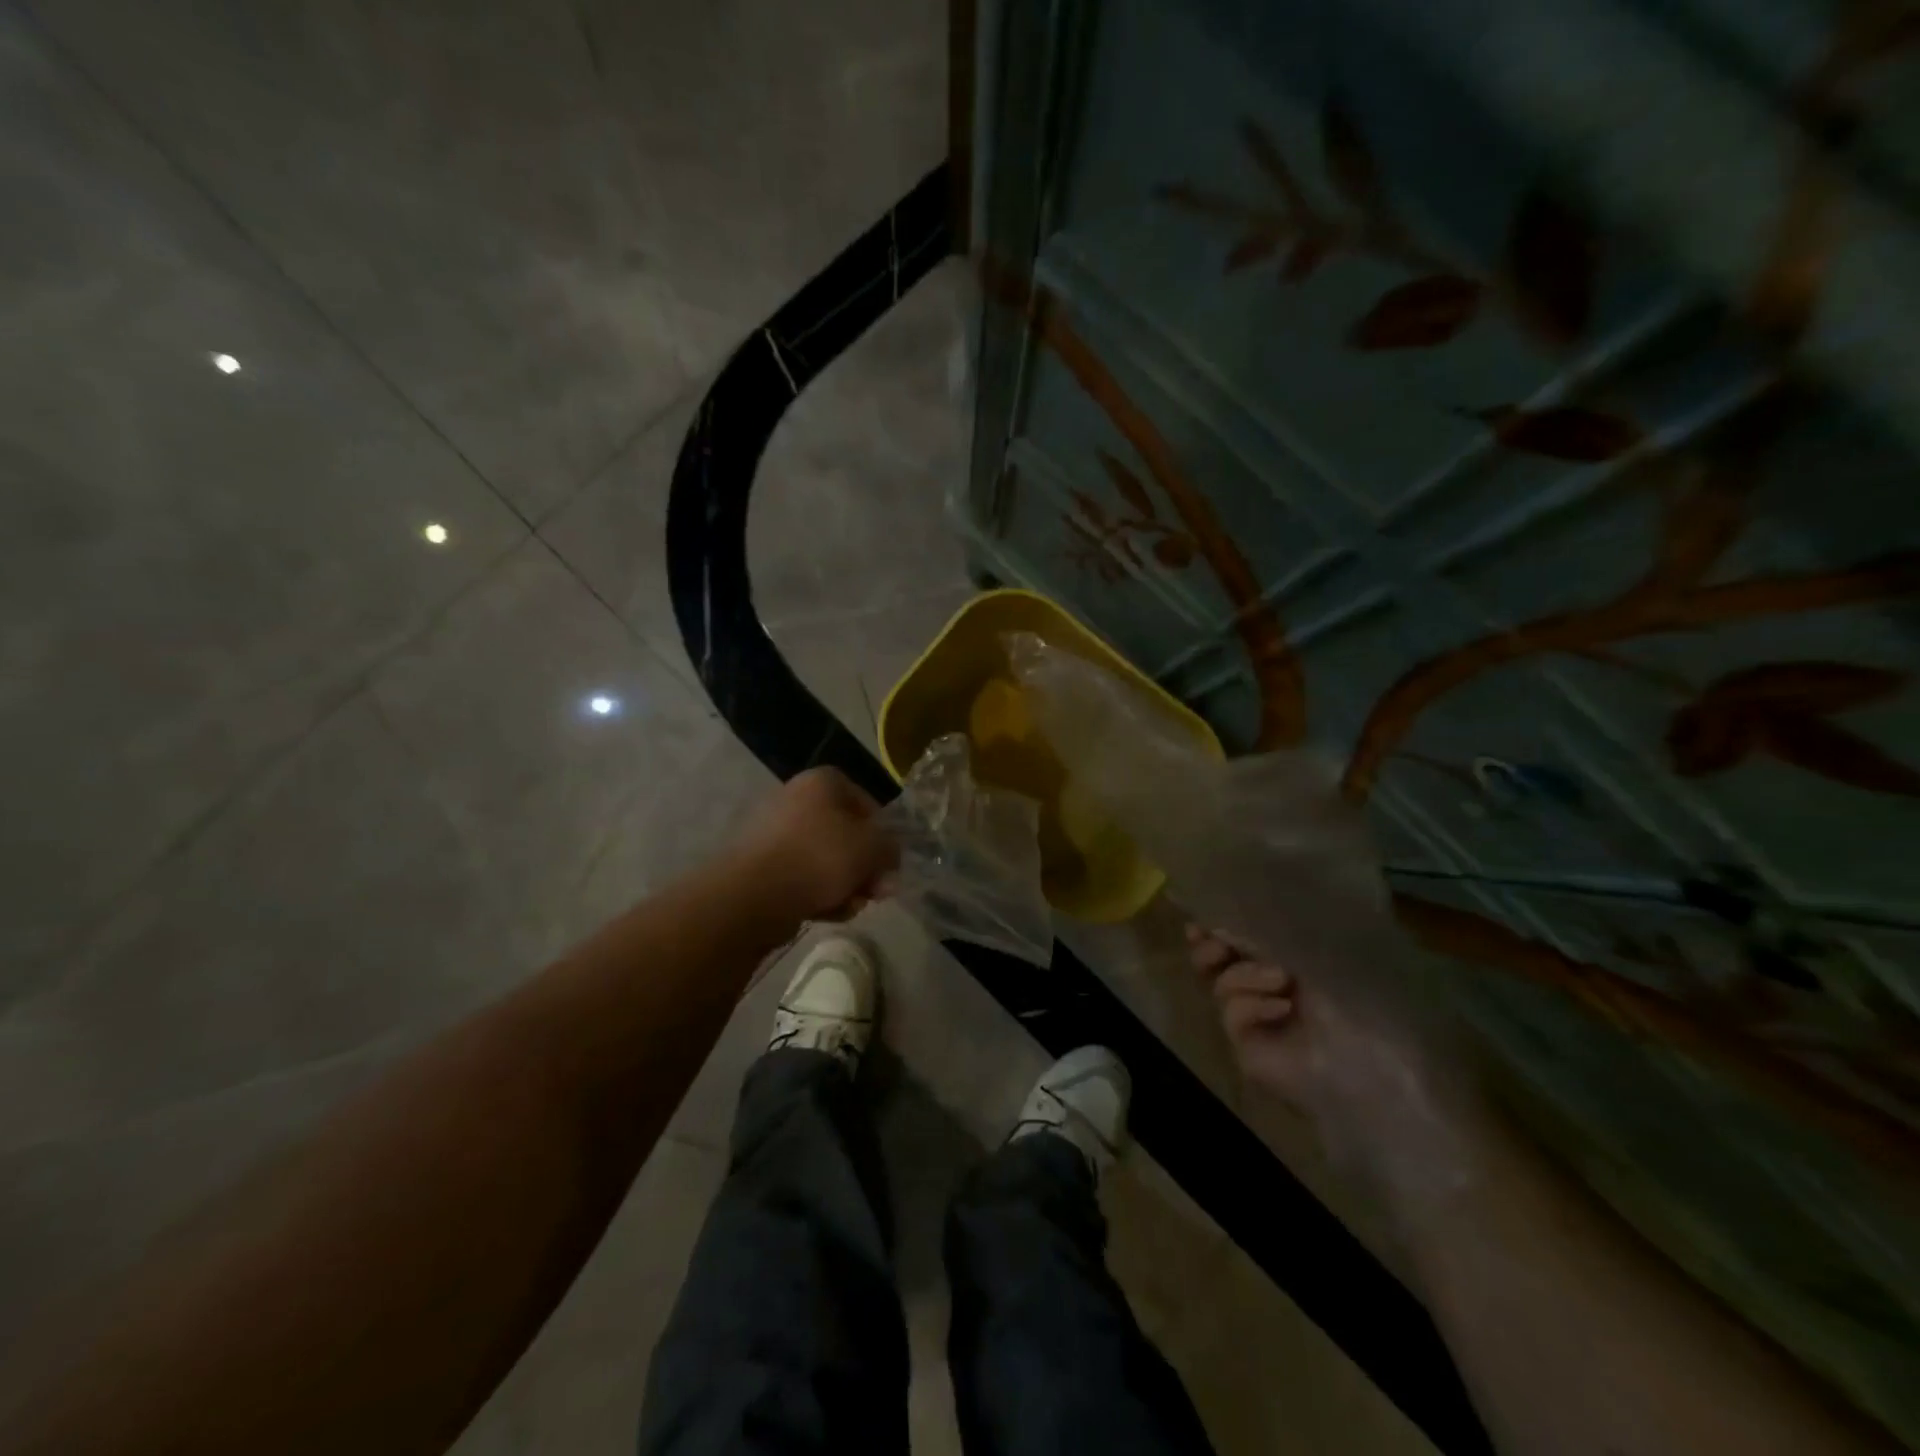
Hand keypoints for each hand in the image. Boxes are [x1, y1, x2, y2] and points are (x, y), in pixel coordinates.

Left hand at [734, 768, 898, 923]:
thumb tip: (888, 859)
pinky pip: (801, 877)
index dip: (882, 833)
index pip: (865, 802)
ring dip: (844, 885)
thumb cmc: (819, 858)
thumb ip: (889, 849)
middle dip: (863, 867)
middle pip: (845, 835)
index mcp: (821, 782)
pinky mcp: (760, 865)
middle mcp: (795, 799)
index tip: (888, 862)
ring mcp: (774, 833)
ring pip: (825, 860)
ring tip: (848, 906)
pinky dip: (816, 894)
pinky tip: (824, 912)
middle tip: (875, 893)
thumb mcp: (871, 848)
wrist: (753, 895)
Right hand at [1187, 922, 1487, 1200]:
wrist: (1376, 1062)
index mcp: (1296, 956)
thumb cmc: (1361, 992)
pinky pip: (1230, 1010)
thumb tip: (1222, 916)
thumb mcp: (1317, 947)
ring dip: (1245, 972)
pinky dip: (1252, 1003)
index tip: (1205, 910)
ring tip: (1280, 979)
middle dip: (1213, 944)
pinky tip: (1283, 1010)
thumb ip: (1269, 928)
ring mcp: (1257, 1016)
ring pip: (1220, 980)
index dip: (1223, 918)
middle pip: (1220, 957)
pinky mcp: (1247, 1045)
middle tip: (1213, 940)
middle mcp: (1272, 984)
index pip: (1246, 931)